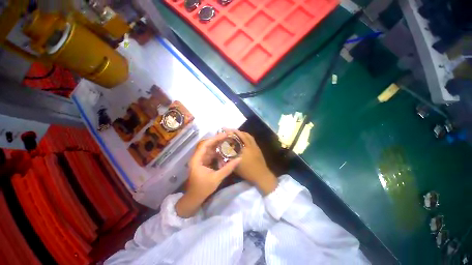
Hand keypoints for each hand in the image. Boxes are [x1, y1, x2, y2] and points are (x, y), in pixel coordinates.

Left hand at [176, 133, 240, 217]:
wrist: (194, 198)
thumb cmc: (203, 188)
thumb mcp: (217, 178)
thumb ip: (228, 168)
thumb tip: (239, 159)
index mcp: (197, 159)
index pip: (205, 145)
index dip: (214, 139)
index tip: (224, 135)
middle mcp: (197, 157)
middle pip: (207, 145)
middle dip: (217, 140)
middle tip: (227, 137)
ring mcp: (200, 160)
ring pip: (209, 149)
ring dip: (217, 145)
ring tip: (227, 142)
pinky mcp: (203, 163)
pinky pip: (210, 154)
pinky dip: (217, 152)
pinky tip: (224, 151)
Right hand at [225, 129, 277, 195]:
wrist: (261, 174)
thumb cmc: (247, 172)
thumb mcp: (235, 167)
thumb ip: (228, 161)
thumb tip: (222, 155)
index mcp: (243, 150)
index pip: (235, 139)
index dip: (229, 133)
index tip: (224, 130)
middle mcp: (248, 145)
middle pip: (241, 134)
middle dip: (234, 130)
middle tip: (228, 129)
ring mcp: (254, 145)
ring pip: (247, 135)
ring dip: (240, 132)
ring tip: (235, 131)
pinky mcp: (257, 147)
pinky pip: (251, 138)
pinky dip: (246, 135)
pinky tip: (243, 136)